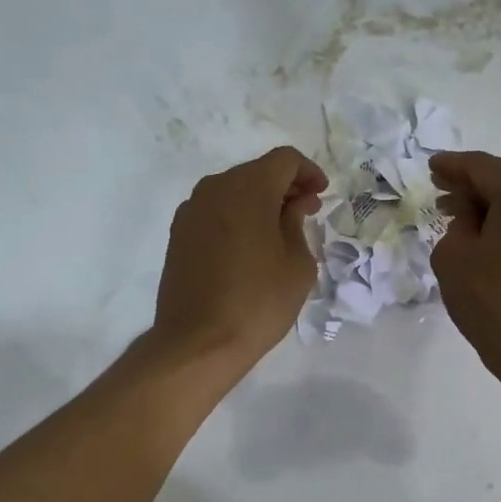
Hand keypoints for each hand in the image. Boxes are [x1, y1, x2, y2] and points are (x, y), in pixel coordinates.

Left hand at [151, 146, 327, 378]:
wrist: (198, 342)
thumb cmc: (258, 301)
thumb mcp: (297, 263)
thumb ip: (298, 224)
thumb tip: (294, 205)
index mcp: (248, 188)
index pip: (285, 160)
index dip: (308, 172)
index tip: (321, 194)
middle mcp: (215, 188)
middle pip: (256, 172)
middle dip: (284, 186)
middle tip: (306, 212)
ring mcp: (191, 211)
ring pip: (233, 191)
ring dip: (259, 202)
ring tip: (279, 231)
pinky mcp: (179, 235)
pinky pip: (215, 212)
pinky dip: (236, 217)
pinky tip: (249, 246)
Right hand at [430, 151, 500, 373]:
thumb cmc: (491, 297)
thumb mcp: (453, 254)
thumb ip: (458, 222)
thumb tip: (474, 219)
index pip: (481, 167)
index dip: (452, 167)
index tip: (432, 166)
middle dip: (471, 187)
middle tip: (441, 192)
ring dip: (489, 206)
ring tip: (458, 216)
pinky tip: (485, 233)